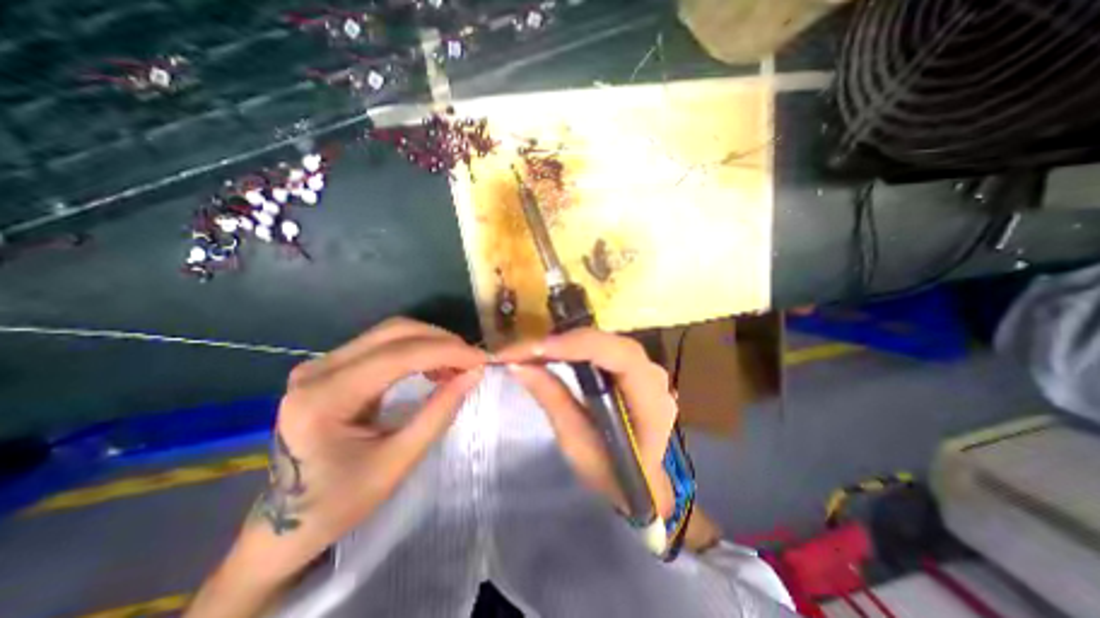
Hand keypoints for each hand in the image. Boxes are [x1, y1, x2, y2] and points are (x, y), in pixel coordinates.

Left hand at [189, 319, 484, 617]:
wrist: (286, 522)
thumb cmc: (340, 501)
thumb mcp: (398, 461)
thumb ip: (439, 412)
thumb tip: (474, 374)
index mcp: (325, 398)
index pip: (398, 355)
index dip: (447, 351)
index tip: (482, 359)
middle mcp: (318, 369)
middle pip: (394, 332)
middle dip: (442, 341)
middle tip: (473, 360)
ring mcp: (321, 364)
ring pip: (390, 333)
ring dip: (431, 342)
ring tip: (457, 364)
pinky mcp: (331, 366)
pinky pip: (383, 344)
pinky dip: (416, 349)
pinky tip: (434, 366)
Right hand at [502, 332, 678, 517]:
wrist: (638, 484)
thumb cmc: (610, 473)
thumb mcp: (577, 443)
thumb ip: (552, 399)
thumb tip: (518, 366)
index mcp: (651, 401)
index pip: (618, 358)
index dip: (576, 347)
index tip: (533, 350)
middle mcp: (653, 376)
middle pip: (607, 342)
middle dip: (562, 342)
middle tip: (521, 351)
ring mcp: (645, 368)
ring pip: (602, 341)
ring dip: (564, 343)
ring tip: (529, 352)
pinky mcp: (631, 367)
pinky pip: (600, 349)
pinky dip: (573, 348)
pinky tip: (551, 353)